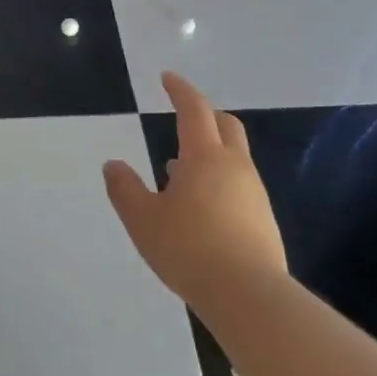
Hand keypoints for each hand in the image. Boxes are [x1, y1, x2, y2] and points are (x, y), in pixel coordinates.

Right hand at [103, 72, 288, 316]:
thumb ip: (125, 189)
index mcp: (204, 156)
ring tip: (179, 169)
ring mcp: (254, 193)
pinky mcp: (264, 220)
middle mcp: (234, 166)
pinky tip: (201, 206)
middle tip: (183, 116)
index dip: (180, 90)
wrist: (249, 296)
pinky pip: (239, 184)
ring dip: (210, 152)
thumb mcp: (143, 220)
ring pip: (234, 157)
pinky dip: (219, 179)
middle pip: (225, 125)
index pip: (194, 109)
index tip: (168, 78)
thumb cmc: (189, 249)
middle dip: (205, 114)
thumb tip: (112, 165)